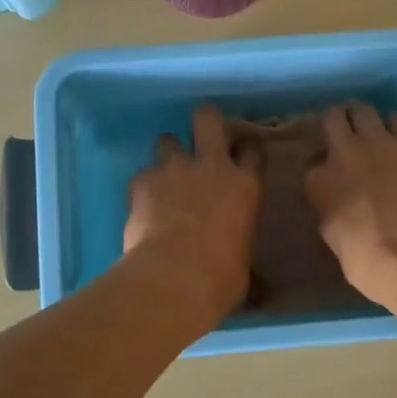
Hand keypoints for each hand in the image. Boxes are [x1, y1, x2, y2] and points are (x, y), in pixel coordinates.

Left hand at [124, 105, 264, 325]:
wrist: (174, 279)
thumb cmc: (221, 278)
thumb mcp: (245, 264)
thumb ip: (243, 251)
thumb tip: (254, 279)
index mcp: (245, 185)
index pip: (253, 148)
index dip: (245, 149)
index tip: (240, 156)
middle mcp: (212, 166)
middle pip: (208, 117)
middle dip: (204, 122)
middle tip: (200, 139)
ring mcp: (174, 169)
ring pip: (167, 138)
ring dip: (168, 153)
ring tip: (166, 176)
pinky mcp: (142, 180)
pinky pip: (143, 173)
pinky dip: (144, 185)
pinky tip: (143, 205)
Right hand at [305, 103, 396, 306]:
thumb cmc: (374, 267)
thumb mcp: (337, 244)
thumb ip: (333, 216)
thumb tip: (340, 210)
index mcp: (319, 184)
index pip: (312, 164)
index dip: (323, 167)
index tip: (332, 176)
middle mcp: (344, 153)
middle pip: (332, 119)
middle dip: (339, 125)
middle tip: (348, 136)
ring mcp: (380, 142)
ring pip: (363, 110)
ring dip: (366, 119)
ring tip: (376, 131)